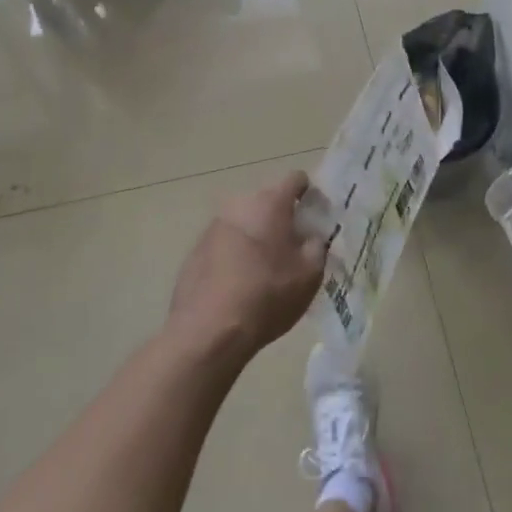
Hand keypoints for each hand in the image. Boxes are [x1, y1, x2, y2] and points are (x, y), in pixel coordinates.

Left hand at [169, 171, 326, 357]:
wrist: (208, 331)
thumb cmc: (268, 296)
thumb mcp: (310, 274)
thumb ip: (317, 246)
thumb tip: (311, 236)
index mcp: (270, 204)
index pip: (295, 179)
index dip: (309, 193)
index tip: (315, 216)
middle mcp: (239, 205)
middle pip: (267, 201)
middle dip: (282, 218)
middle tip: (294, 247)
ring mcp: (213, 227)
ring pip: (244, 222)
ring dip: (257, 235)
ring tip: (266, 268)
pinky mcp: (195, 251)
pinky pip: (224, 243)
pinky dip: (236, 254)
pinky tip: (240, 284)